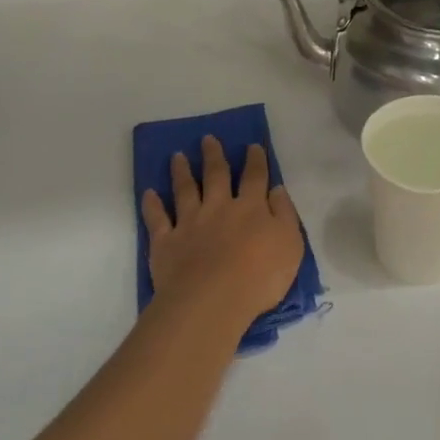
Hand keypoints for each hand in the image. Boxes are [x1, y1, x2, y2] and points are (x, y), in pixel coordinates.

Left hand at [142, 138, 304, 325]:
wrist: (213, 300)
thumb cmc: (260, 276)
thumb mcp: (290, 244)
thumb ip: (285, 214)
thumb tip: (277, 190)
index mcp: (252, 208)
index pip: (255, 178)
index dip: (255, 160)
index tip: (252, 146)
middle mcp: (219, 208)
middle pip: (216, 176)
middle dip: (213, 156)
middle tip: (207, 139)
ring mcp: (190, 223)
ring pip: (185, 190)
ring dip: (181, 172)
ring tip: (177, 156)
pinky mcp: (166, 242)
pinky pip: (157, 219)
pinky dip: (152, 205)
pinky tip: (149, 193)